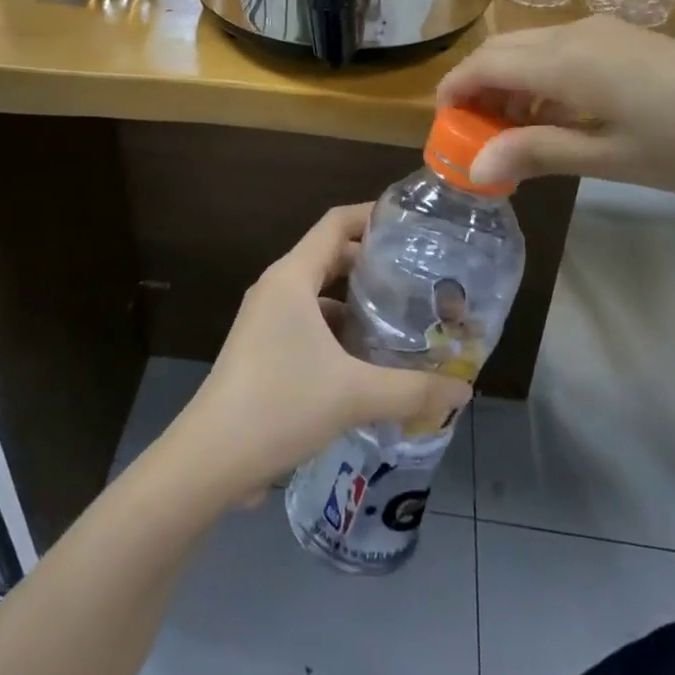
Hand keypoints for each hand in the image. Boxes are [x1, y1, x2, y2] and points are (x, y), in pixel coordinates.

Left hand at [169, 205, 472, 499]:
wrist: (211, 458)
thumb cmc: (280, 404)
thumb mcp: (354, 395)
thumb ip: (413, 390)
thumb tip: (463, 391)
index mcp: (292, 276)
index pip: (336, 223)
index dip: (372, 216)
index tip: (412, 226)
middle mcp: (277, 288)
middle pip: (330, 256)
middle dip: (373, 265)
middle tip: (419, 279)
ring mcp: (266, 319)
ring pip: (320, 295)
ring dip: (356, 304)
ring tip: (401, 321)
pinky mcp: (262, 348)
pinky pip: (308, 324)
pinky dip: (338, 332)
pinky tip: (367, 363)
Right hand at [436, 16, 674, 197]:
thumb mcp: (611, 157)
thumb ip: (537, 152)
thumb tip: (475, 164)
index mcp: (564, 61)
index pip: (483, 64)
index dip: (454, 93)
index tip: (444, 131)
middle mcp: (575, 35)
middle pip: (502, 51)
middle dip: (477, 89)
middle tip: (475, 139)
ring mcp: (605, 33)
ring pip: (532, 50)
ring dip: (509, 85)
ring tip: (513, 135)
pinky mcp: (628, 42)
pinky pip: (562, 53)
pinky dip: (541, 80)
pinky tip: (559, 118)